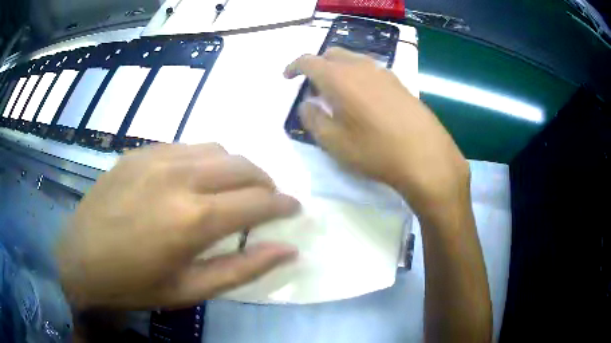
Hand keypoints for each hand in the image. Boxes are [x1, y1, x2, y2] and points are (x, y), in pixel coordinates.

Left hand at [56, 143, 299, 309]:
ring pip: (216, 148)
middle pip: (242, 166)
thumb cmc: (135, 284)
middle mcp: (178, 177)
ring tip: (234, 188)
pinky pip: (186, 146)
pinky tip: (196, 179)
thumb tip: (288, 251)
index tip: (294, 208)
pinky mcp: (139, 152)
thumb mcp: (191, 290)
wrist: (80, 260)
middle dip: (265, 182)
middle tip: (268, 200)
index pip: (258, 201)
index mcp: (193, 219)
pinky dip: (205, 160)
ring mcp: (156, 158)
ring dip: (236, 167)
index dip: (283, 204)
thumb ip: (243, 269)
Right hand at [284, 47, 469, 219]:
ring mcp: (384, 73)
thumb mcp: (333, 142)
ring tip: (337, 93)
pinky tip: (363, 98)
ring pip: (353, 60)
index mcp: (339, 78)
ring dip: (339, 69)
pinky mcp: (400, 83)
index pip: (309, 61)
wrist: (426, 157)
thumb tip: (307, 103)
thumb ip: (312, 118)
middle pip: (332, 54)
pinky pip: (371, 70)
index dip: (294, 67)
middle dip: (318, 65)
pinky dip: (358, 76)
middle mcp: (361, 67)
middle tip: (313, 86)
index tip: (288, 77)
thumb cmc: (375, 151)